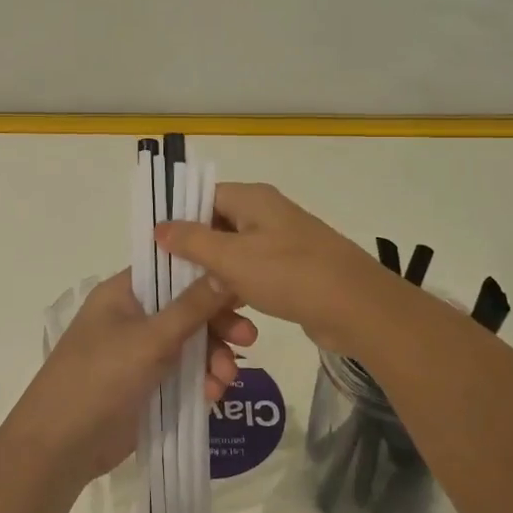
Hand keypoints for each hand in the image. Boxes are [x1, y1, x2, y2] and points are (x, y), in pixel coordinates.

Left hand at [5, 270, 257, 484]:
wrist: (60, 447)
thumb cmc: (100, 378)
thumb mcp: (150, 339)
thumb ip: (192, 307)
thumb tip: (226, 271)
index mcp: (124, 293)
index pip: (173, 270)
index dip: (208, 276)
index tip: (243, 289)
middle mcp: (133, 317)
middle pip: (188, 309)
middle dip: (218, 326)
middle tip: (249, 339)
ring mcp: (139, 352)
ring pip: (190, 344)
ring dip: (214, 358)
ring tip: (227, 380)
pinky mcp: (147, 385)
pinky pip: (184, 373)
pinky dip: (201, 381)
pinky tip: (213, 396)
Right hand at [154, 183, 389, 349]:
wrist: (357, 308)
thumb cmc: (289, 274)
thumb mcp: (232, 258)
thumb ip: (192, 241)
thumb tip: (159, 226)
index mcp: (252, 199)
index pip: (203, 198)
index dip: (178, 220)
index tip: (156, 250)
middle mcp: (266, 215)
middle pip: (217, 228)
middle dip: (196, 256)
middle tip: (172, 284)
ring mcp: (282, 243)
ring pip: (234, 256)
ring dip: (217, 281)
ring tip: (199, 306)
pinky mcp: (292, 271)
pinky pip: (254, 276)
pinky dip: (239, 292)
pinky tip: (229, 314)